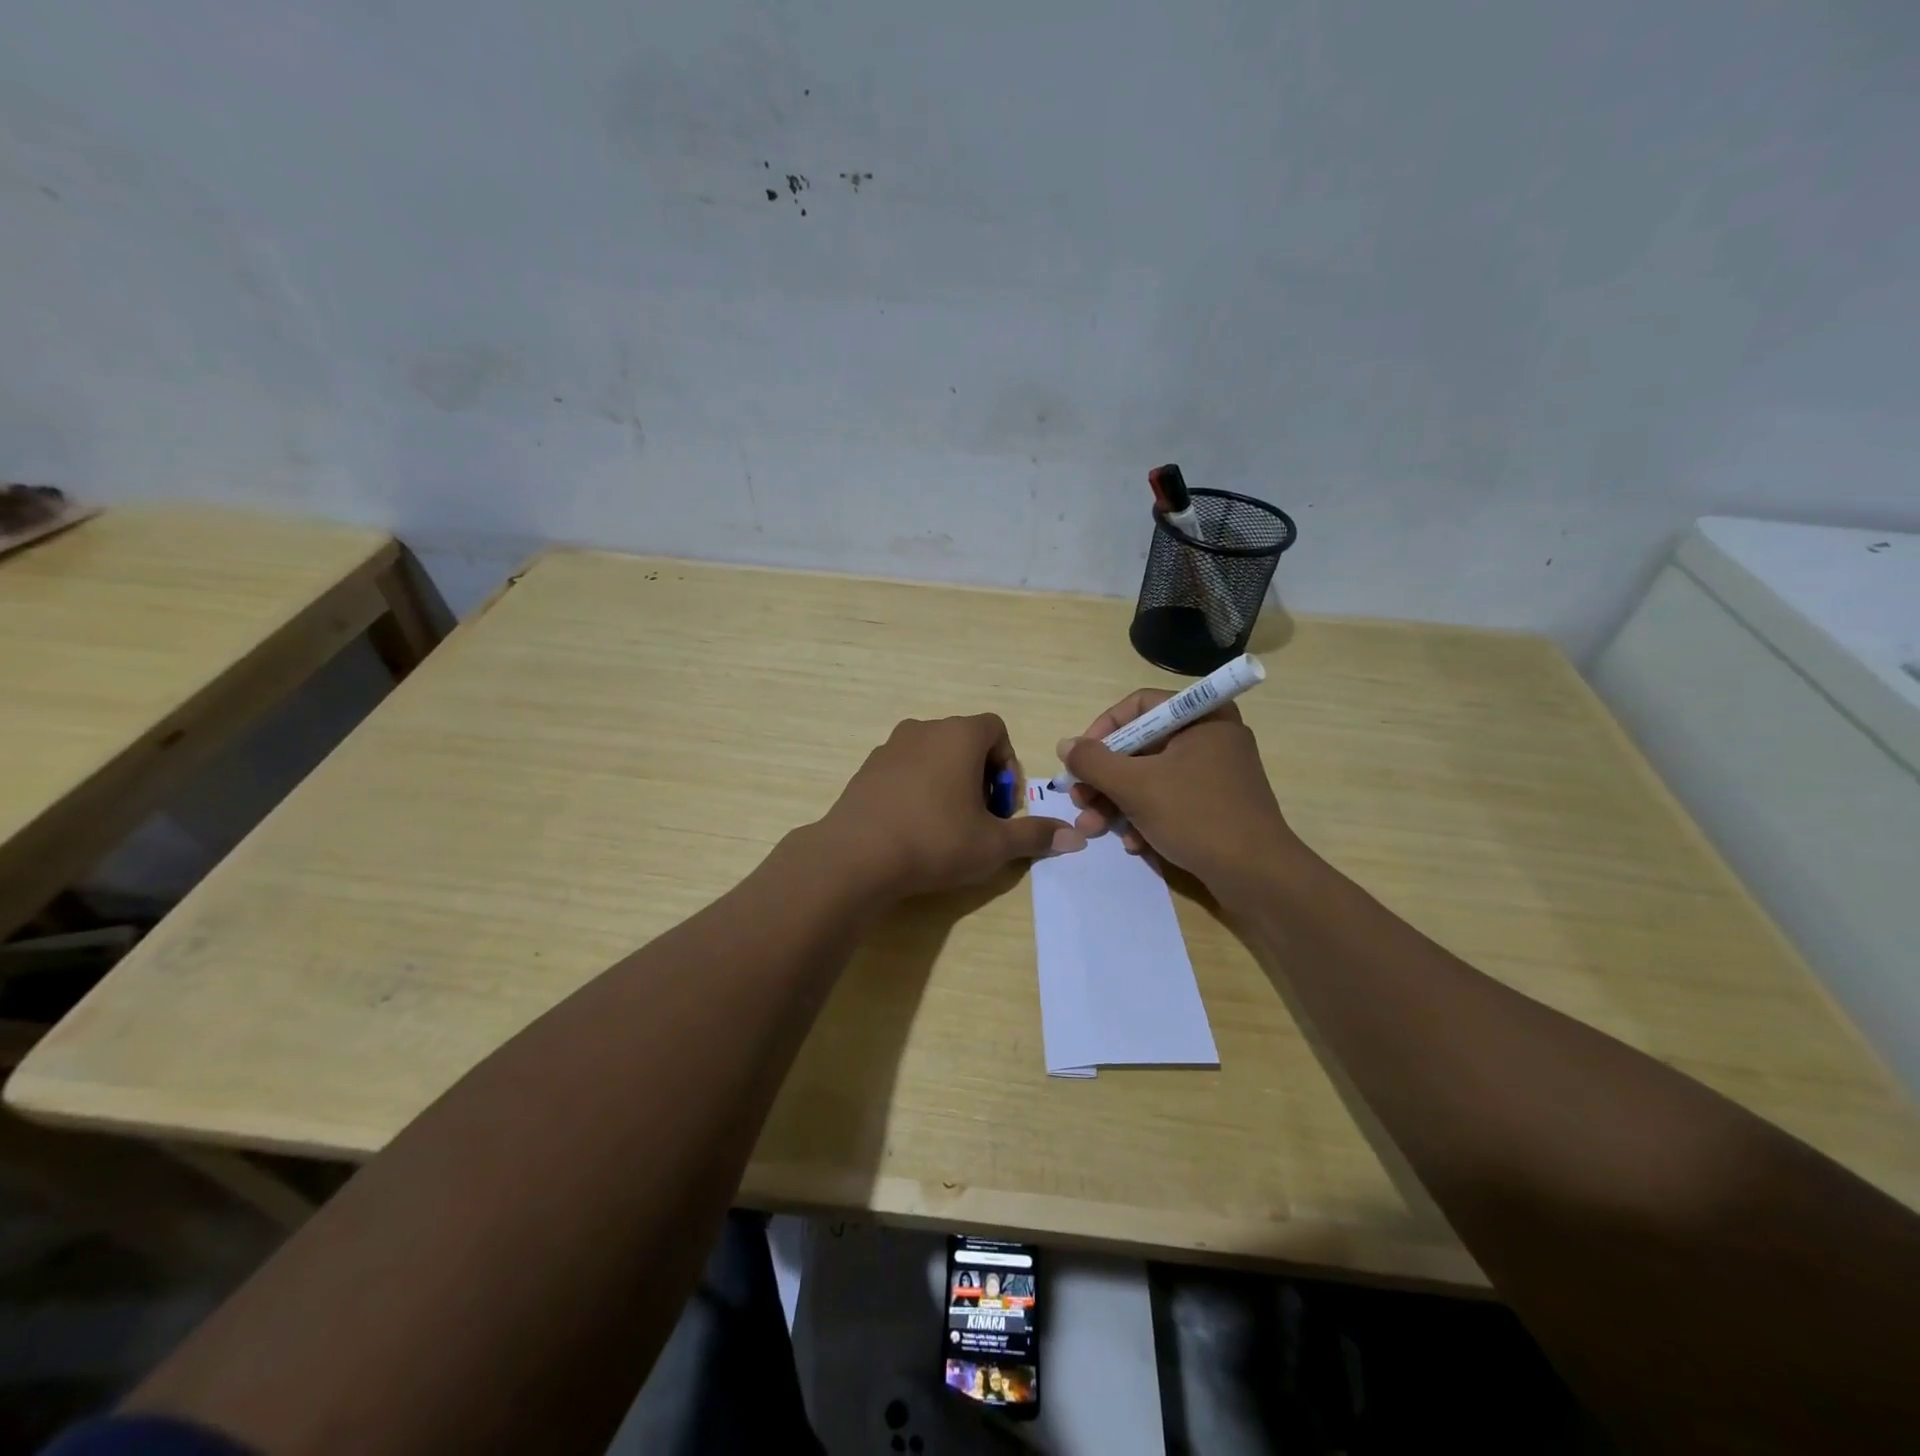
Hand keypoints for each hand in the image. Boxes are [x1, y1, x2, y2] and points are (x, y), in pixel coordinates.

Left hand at [819, 714, 1084, 899]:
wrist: (856, 856)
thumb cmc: (935, 840)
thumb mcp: (994, 844)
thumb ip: (1035, 835)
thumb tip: (1076, 838)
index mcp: (959, 735)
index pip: (996, 729)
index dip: (1007, 764)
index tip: (1002, 804)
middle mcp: (924, 729)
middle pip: (964, 741)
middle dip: (980, 775)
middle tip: (979, 817)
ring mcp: (889, 747)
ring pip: (932, 755)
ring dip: (948, 781)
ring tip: (947, 825)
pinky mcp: (866, 769)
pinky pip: (904, 769)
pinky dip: (917, 788)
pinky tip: (913, 827)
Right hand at [1059, 690, 1300, 892]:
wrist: (1257, 876)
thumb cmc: (1196, 816)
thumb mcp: (1136, 786)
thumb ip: (1094, 762)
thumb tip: (1065, 745)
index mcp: (1202, 717)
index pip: (1139, 706)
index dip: (1102, 730)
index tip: (1080, 760)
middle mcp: (1211, 737)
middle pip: (1141, 745)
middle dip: (1105, 777)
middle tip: (1080, 800)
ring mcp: (1216, 773)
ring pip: (1151, 777)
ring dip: (1118, 802)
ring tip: (1095, 827)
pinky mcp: (1216, 805)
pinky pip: (1171, 799)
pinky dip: (1146, 817)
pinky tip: (1134, 844)